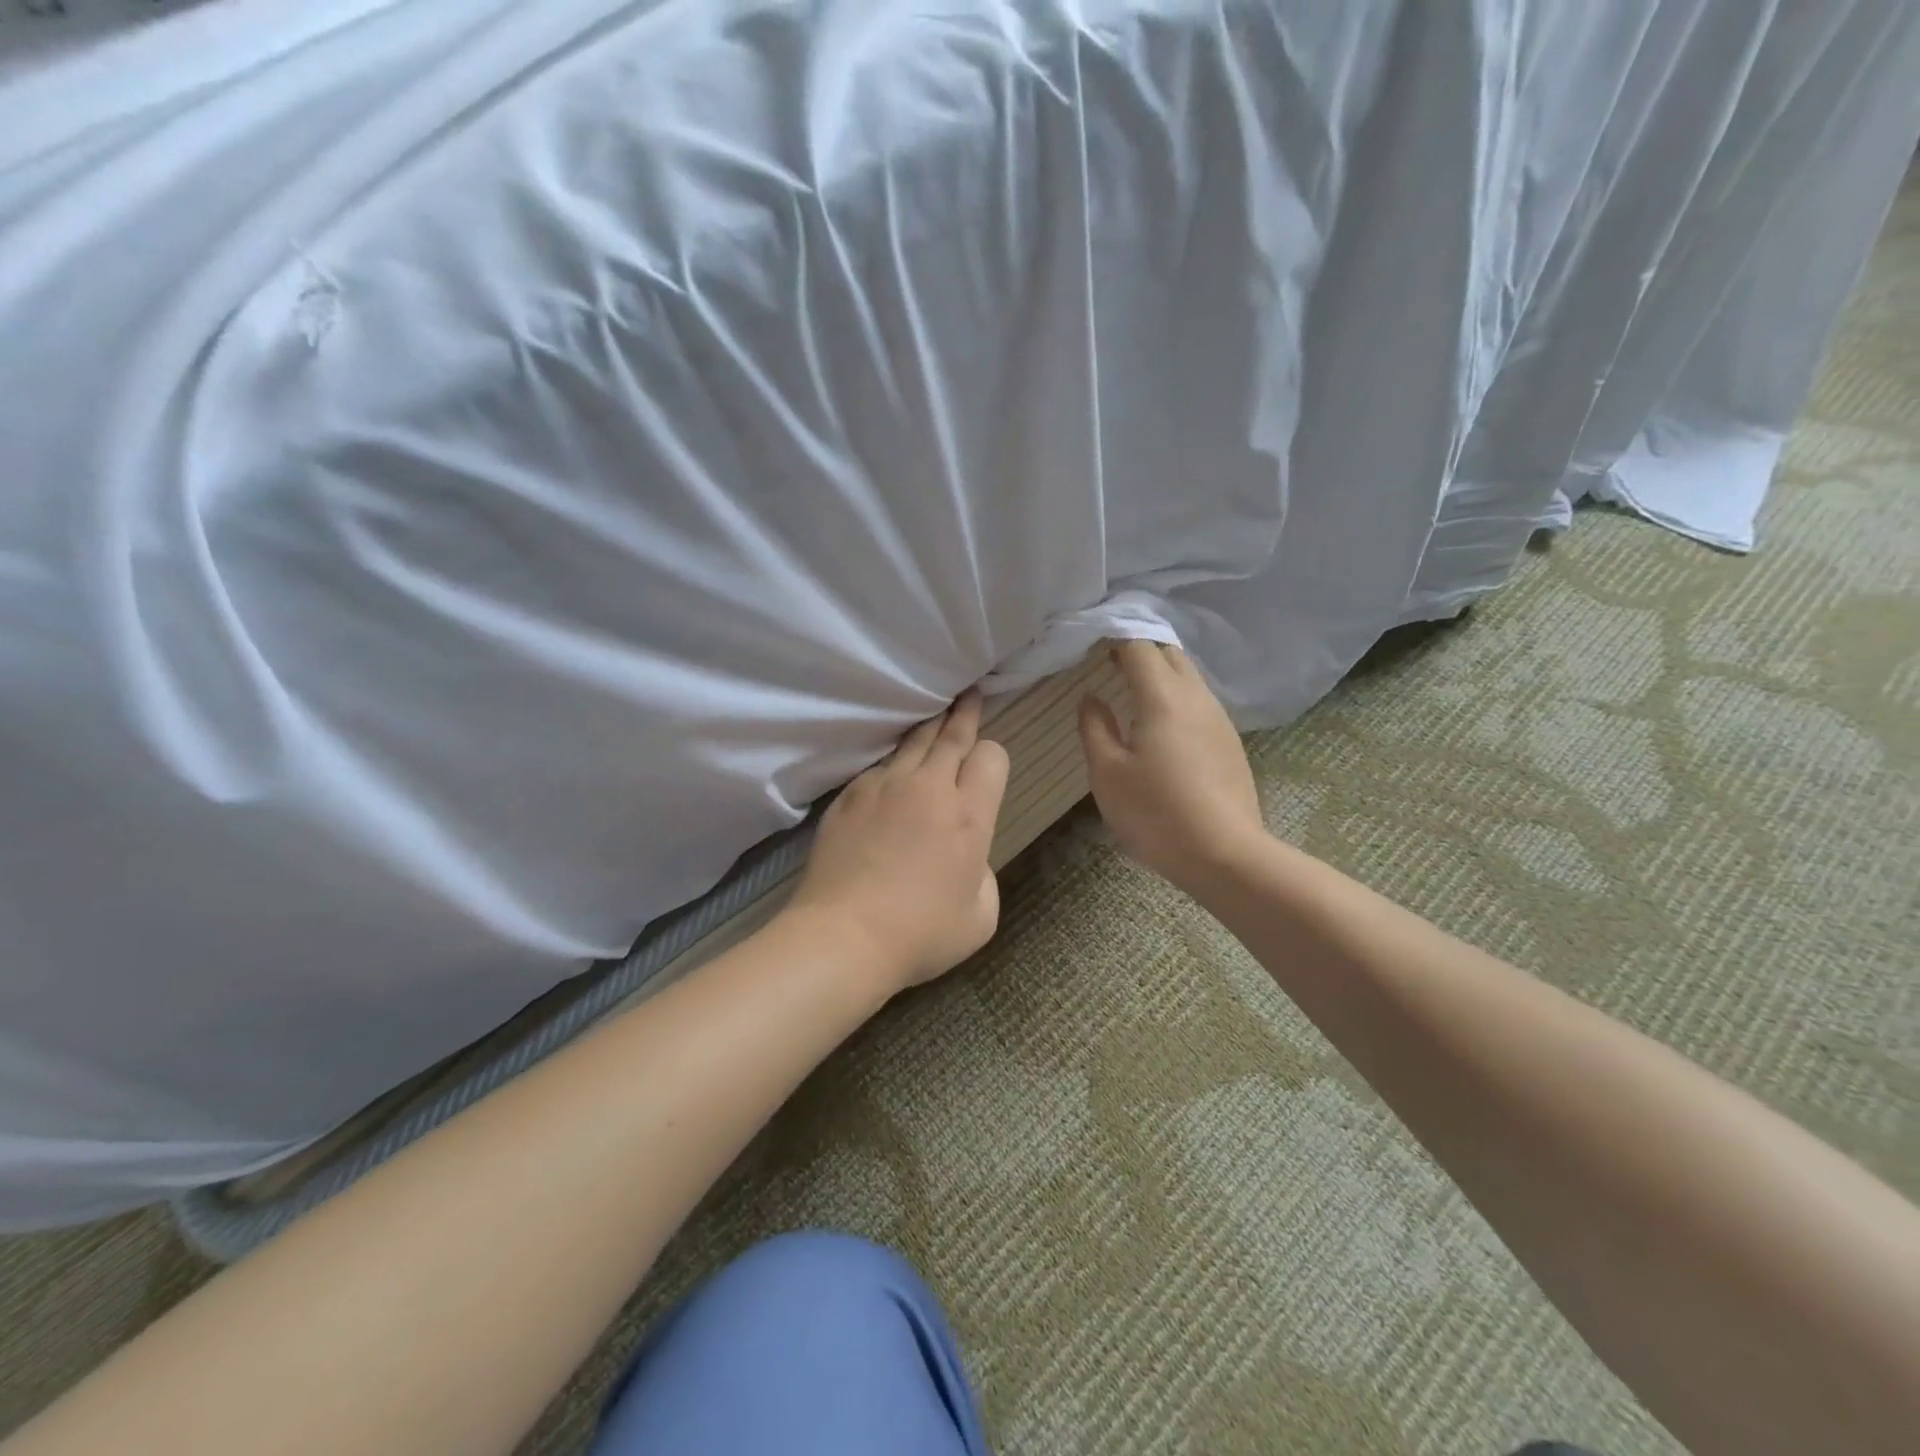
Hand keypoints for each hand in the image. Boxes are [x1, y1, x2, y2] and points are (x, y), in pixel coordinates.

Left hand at [786, 691, 1010, 993]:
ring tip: (935, 716)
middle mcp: (928, 788)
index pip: (991, 756)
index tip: (986, 767)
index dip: (993, 757)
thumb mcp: (981, 915)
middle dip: (965, 713)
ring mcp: (884, 786)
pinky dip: (892, 765)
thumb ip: (984, 872)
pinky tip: (891, 776)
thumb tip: (967, 853)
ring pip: (913, 741)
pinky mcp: (849, 795)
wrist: (843, 937)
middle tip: (969, 694)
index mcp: (969, 815)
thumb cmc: (921, 934)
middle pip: (952, 734)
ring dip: (929, 729)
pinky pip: (878, 767)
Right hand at [1077, 641, 1266, 897]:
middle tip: (1108, 662)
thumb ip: (1095, 728)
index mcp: (1163, 697)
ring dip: (1160, 673)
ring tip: (1131, 690)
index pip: (1139, 646)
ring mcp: (1218, 719)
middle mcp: (1196, 697)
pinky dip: (1175, 697)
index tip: (1091, 643)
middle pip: (1170, 654)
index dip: (1114, 638)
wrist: (1225, 854)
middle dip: (1139, 649)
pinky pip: (1199, 702)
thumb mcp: (1108, 773)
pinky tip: (1160, 723)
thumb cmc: (1156, 813)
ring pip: (1188, 677)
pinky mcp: (1229, 742)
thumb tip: (1092, 697)